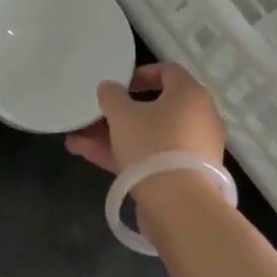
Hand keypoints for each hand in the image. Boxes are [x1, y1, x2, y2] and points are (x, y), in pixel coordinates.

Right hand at [64, 61, 225, 174]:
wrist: (179, 205)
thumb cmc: (152, 145)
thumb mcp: (122, 115)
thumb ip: (111, 95)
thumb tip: (110, 86)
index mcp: (190, 94)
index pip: (168, 71)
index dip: (140, 73)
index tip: (119, 84)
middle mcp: (198, 118)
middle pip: (155, 108)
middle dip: (119, 113)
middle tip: (95, 115)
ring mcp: (193, 149)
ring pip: (149, 135)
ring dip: (114, 136)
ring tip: (77, 139)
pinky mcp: (185, 176)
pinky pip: (152, 157)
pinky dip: (125, 155)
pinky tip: (88, 155)